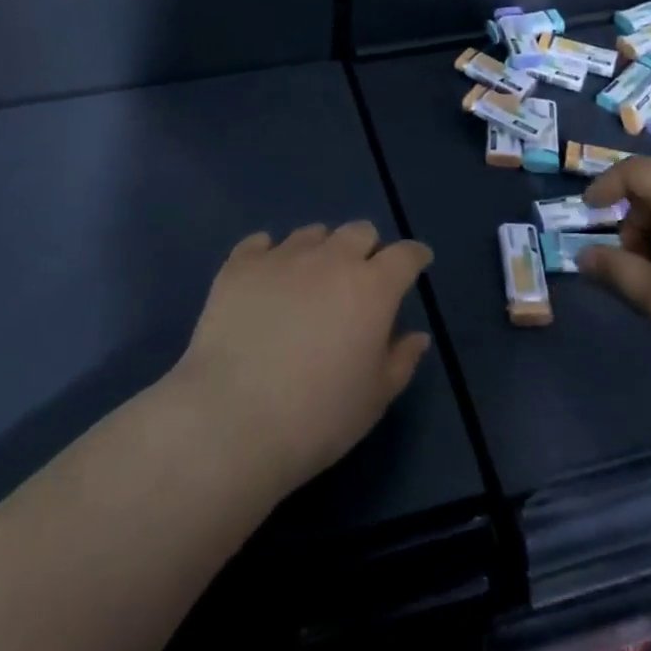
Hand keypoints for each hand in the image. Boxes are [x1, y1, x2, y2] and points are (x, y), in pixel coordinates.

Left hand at [172, 223, 432, 494]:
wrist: (233, 420)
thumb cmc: (318, 417)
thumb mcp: (374, 399)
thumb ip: (400, 360)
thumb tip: (416, 335)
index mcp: (372, 287)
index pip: (405, 255)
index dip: (414, 256)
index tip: (417, 263)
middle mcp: (330, 259)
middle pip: (359, 231)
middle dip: (367, 249)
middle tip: (359, 279)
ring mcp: (282, 257)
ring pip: (311, 234)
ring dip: (320, 250)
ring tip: (310, 280)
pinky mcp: (239, 266)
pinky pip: (260, 243)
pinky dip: (269, 254)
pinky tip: (266, 276)